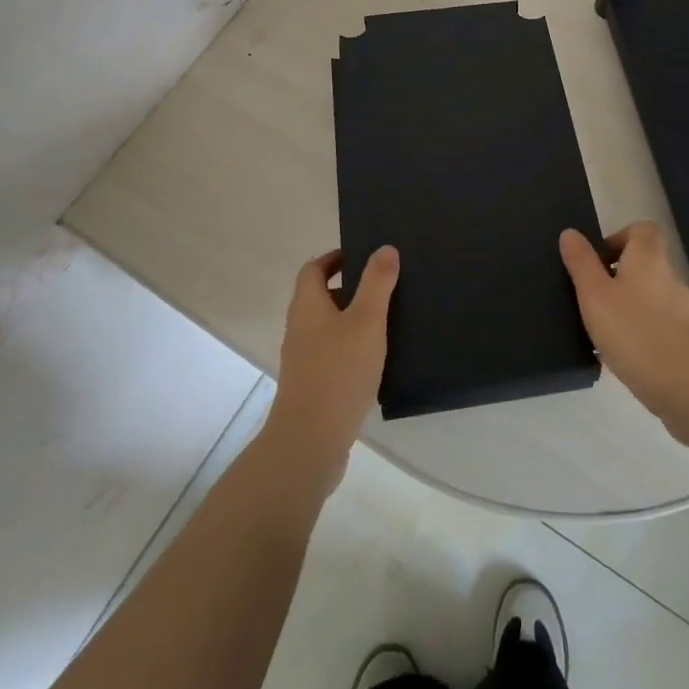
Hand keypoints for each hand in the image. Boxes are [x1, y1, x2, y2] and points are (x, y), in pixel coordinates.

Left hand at [261, 246, 398, 491]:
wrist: (310, 441)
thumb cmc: (339, 371)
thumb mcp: (366, 321)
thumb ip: (377, 283)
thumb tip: (384, 248)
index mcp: (307, 305)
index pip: (314, 269)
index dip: (335, 258)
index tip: (363, 256)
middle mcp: (300, 327)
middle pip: (320, 297)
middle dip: (350, 289)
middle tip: (385, 287)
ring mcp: (303, 359)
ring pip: (328, 327)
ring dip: (353, 320)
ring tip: (388, 321)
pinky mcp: (312, 385)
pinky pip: (332, 354)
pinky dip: (351, 348)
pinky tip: (377, 361)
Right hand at [560, 223, 688, 423]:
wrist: (685, 388)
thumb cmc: (633, 332)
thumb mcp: (594, 295)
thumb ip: (581, 262)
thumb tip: (570, 233)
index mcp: (648, 258)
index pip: (642, 229)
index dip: (619, 237)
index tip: (597, 260)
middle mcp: (669, 276)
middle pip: (644, 261)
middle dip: (617, 272)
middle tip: (592, 294)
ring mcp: (680, 308)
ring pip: (648, 292)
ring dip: (626, 301)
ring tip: (601, 326)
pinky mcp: (685, 337)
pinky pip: (656, 320)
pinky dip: (638, 326)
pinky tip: (621, 350)